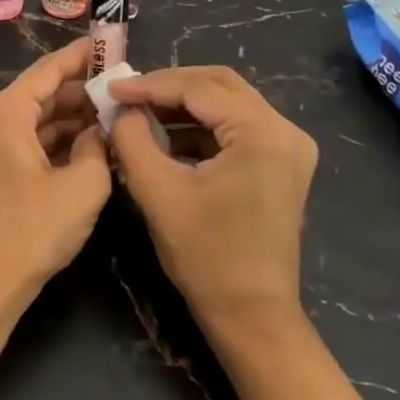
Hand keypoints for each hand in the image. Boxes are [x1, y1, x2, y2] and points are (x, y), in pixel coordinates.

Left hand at [0, 36, 110, 298]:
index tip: (113, 44)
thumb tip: (99, 132)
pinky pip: (31, 142)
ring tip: (116, 115)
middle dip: (83, 90)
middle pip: (43, 93)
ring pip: (38, 119)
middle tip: (124, 87)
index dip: (83, 56)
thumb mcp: (83, 185)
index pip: (49, 69)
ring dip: (74, 118)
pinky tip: (91, 146)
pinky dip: (59, 141)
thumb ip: (98, 147)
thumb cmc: (31, 230)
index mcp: (6, 112)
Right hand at [107, 66, 317, 329]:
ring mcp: (288, 147)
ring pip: (228, 104)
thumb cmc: (206, 256)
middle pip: (220, 85)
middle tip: (127, 95)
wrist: (252, 315)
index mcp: (262, 132)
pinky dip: (200, 127)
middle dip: (169, 87)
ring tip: (140, 114)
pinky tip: (167, 138)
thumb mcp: (158, 192)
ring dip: (183, 106)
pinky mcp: (281, 164)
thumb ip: (133, 139)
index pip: (199, 88)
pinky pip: (236, 128)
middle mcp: (285, 130)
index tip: (111, 89)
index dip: (150, 84)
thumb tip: (121, 110)